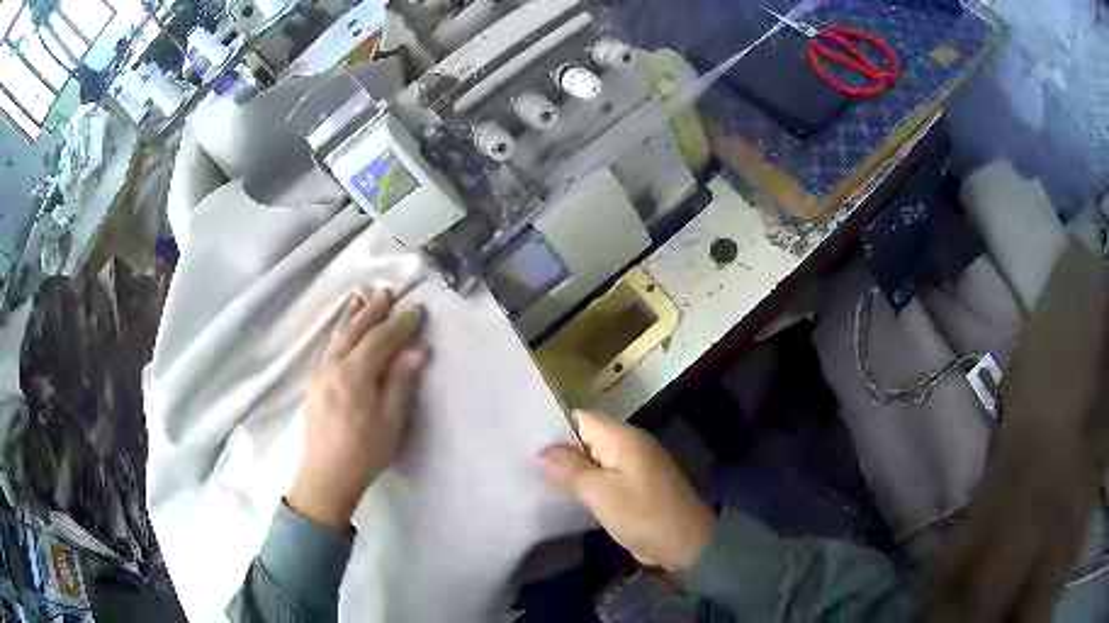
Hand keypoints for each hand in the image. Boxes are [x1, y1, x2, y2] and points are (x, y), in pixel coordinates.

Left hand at [287, 288, 428, 529]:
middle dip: (372, 311)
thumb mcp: (390, 421)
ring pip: (337, 336)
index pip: (379, 339)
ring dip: (352, 317)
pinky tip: (341, 330)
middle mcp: (333, 366)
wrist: (326, 476)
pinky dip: (337, 333)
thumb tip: (418, 349)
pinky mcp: (313, 382)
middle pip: (355, 331)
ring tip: (362, 298)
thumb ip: (400, 381)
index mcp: (354, 374)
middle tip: (387, 293)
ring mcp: (319, 372)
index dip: (399, 324)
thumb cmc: (364, 452)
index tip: (416, 310)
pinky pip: (326, 348)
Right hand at [537, 411, 715, 570]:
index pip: (581, 418)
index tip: (521, 437)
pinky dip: (583, 484)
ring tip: (531, 476)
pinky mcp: (632, 488)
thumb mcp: (602, 493)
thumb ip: (571, 470)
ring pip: (591, 460)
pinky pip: (601, 478)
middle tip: (520, 460)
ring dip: (568, 469)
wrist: (684, 543)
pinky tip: (559, 495)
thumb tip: (542, 451)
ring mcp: (631, 468)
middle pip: (585, 438)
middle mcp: (627, 446)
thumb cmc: (643, 514)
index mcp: (623, 438)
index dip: (552, 426)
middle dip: (556, 450)